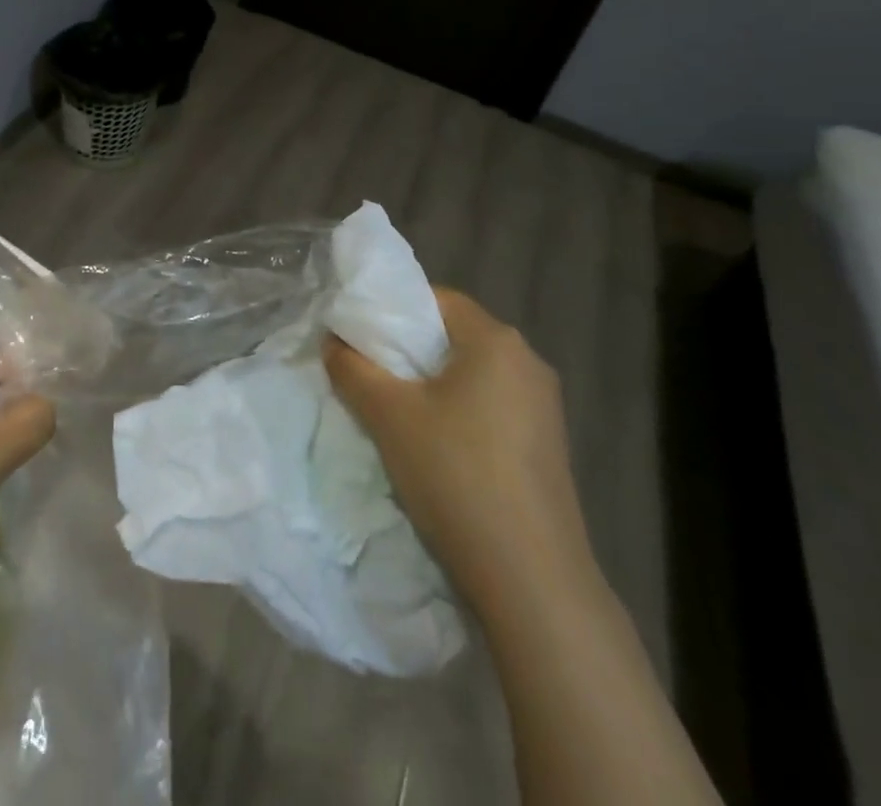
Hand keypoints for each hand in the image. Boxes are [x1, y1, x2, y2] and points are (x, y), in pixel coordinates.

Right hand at [323, 287, 594, 614]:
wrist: (533, 580)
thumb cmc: (457, 476)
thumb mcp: (389, 416)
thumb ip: (353, 368)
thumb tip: (332, 340)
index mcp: (497, 340)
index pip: (436, 299)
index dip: (393, 310)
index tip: (360, 336)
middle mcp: (528, 362)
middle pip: (455, 336)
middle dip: (409, 351)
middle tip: (369, 373)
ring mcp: (545, 407)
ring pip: (473, 375)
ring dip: (433, 385)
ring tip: (395, 412)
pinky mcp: (548, 446)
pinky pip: (492, 407)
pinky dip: (459, 412)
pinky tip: (437, 448)